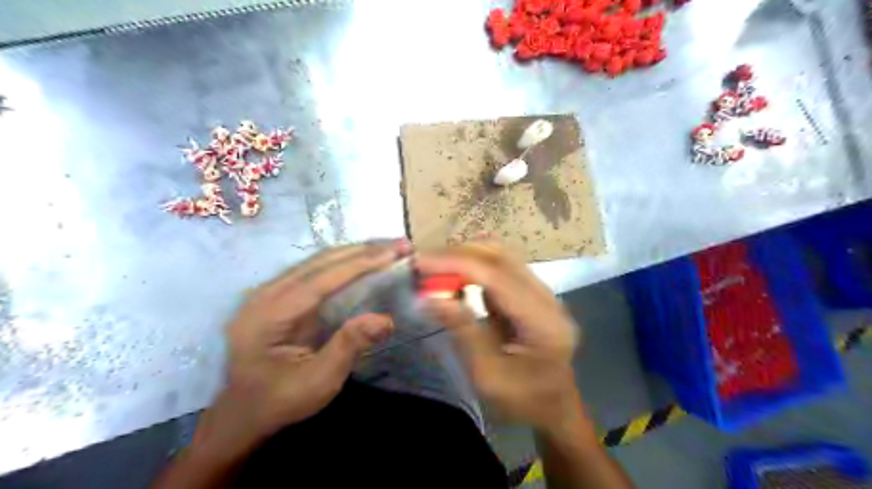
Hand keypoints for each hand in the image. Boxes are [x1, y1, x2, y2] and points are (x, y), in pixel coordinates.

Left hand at [204, 243, 404, 456]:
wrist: (243, 414)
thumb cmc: (279, 401)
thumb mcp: (317, 382)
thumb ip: (349, 346)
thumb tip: (386, 319)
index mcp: (268, 316)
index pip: (320, 279)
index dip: (359, 264)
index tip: (392, 252)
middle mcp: (265, 295)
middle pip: (319, 262)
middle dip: (362, 251)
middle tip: (400, 244)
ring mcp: (270, 292)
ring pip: (317, 261)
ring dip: (355, 253)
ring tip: (388, 248)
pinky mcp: (280, 296)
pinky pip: (315, 271)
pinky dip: (344, 263)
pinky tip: (364, 260)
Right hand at [417, 243, 581, 432]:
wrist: (553, 408)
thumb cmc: (522, 401)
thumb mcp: (487, 375)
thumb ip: (463, 331)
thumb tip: (430, 297)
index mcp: (543, 322)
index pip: (498, 277)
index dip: (457, 263)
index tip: (420, 262)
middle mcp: (547, 299)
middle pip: (501, 258)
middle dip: (458, 255)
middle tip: (422, 264)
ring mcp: (542, 293)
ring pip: (501, 257)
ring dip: (465, 257)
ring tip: (433, 269)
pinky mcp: (531, 294)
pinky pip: (500, 269)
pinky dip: (473, 267)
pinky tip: (453, 276)